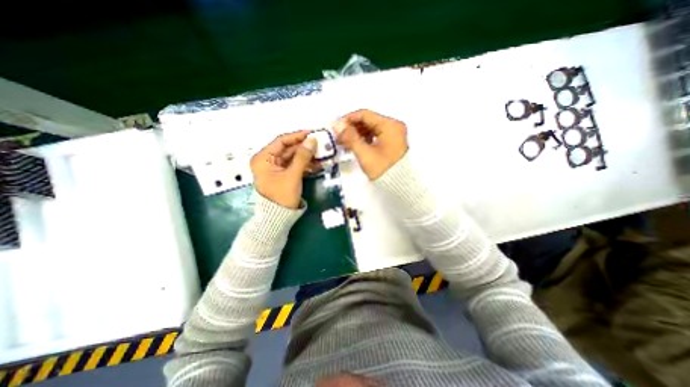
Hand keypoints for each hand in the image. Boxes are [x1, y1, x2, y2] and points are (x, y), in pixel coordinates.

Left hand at [252, 131, 317, 209]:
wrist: (278, 217)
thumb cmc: (281, 196)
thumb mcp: (292, 175)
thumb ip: (302, 157)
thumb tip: (312, 140)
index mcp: (263, 158)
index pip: (281, 141)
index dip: (297, 136)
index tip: (311, 133)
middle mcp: (268, 160)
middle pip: (288, 149)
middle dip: (304, 147)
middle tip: (320, 144)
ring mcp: (276, 167)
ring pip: (293, 157)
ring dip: (306, 156)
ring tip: (321, 154)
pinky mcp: (283, 174)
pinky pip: (295, 165)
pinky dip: (305, 164)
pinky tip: (316, 163)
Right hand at [333, 108, 405, 179]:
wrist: (400, 185)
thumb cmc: (383, 169)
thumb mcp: (365, 154)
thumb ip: (350, 138)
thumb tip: (337, 125)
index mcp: (390, 125)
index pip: (365, 115)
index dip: (348, 119)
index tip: (336, 126)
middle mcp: (394, 126)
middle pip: (369, 121)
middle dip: (352, 128)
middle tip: (339, 136)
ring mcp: (395, 134)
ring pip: (372, 128)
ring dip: (358, 134)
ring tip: (345, 142)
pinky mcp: (393, 142)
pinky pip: (376, 135)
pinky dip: (365, 139)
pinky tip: (357, 145)